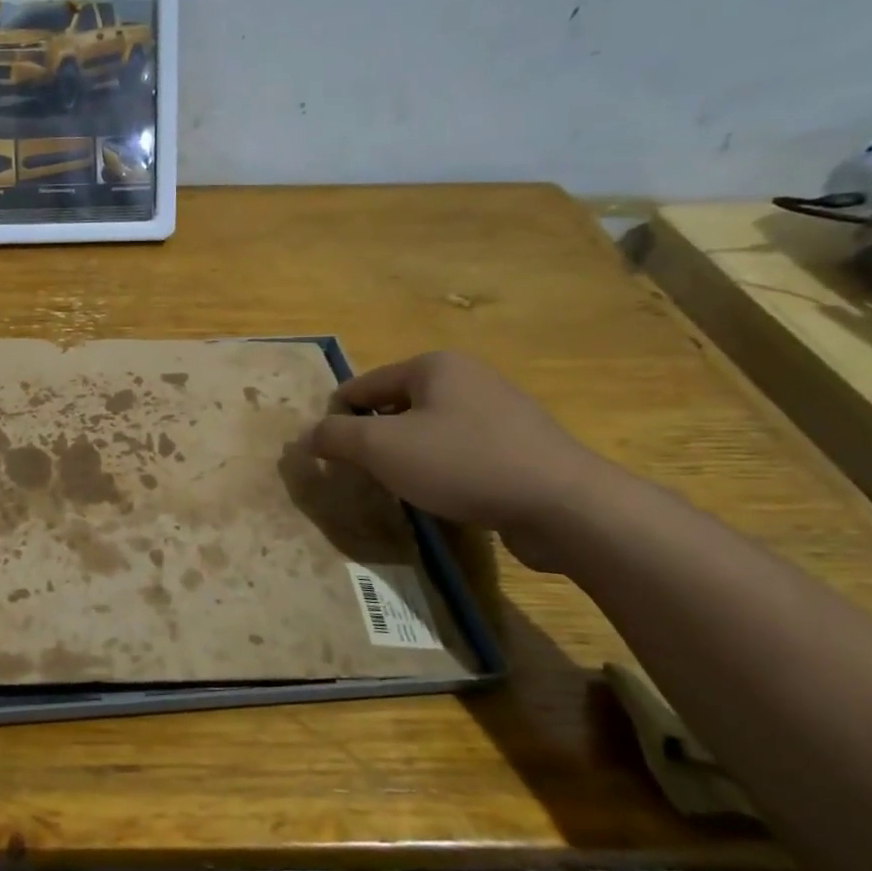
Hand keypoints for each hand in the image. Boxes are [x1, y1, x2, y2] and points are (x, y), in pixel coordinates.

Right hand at [309, 352, 619, 569]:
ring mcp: (499, 410)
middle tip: (359, 475)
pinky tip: (443, 496)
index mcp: (433, 365)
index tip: (324, 455)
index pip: (362, 386)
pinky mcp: (520, 445)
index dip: (336, 418)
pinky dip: (442, 469)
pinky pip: (461, 451)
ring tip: (398, 489)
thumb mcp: (382, 449)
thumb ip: (335, 438)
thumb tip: (306, 436)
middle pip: (395, 406)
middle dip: (373, 439)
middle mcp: (467, 377)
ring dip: (407, 456)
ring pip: (429, 430)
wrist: (565, 505)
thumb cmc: (463, 463)